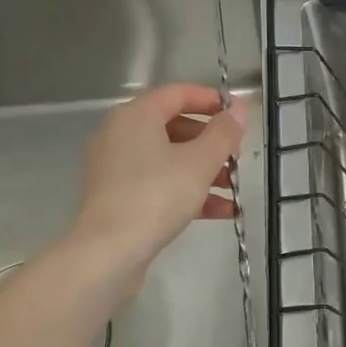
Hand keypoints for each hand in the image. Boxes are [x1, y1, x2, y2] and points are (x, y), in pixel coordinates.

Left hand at [70, 83, 246, 283]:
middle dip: (211, 142)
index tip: (238, 115)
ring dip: (204, 170)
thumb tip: (238, 108)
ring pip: (168, 158)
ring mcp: (116, 168)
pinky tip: (220, 211)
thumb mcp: (199, 162)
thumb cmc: (155, 196)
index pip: (178, 93)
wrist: (107, 253)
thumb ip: (223, 133)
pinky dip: (187, 191)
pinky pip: (159, 184)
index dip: (211, 101)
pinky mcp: (118, 198)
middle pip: (174, 127)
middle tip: (236, 156)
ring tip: (233, 187)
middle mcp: (120, 135)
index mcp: (136, 116)